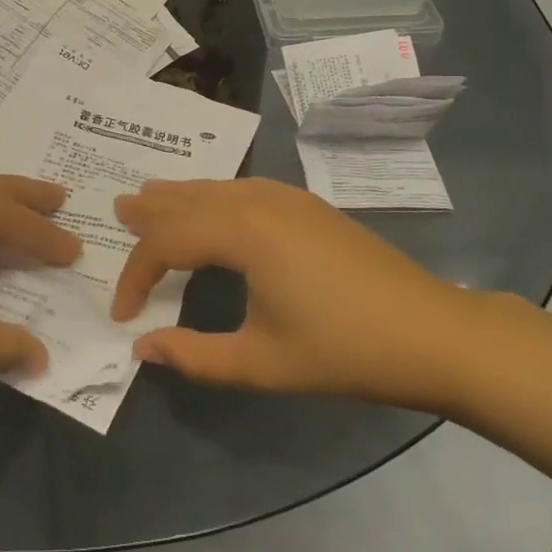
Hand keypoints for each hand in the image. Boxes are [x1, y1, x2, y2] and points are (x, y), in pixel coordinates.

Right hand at [111, 178, 476, 411]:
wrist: (433, 333)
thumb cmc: (344, 350)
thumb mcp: (262, 363)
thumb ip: (194, 355)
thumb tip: (141, 347)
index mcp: (242, 232)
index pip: (166, 244)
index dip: (136, 276)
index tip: (122, 313)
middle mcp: (257, 200)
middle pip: (188, 199)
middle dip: (150, 211)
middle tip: (117, 209)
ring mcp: (286, 197)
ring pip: (215, 188)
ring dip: (179, 197)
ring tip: (149, 197)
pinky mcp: (306, 205)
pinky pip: (241, 189)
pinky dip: (211, 196)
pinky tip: (210, 207)